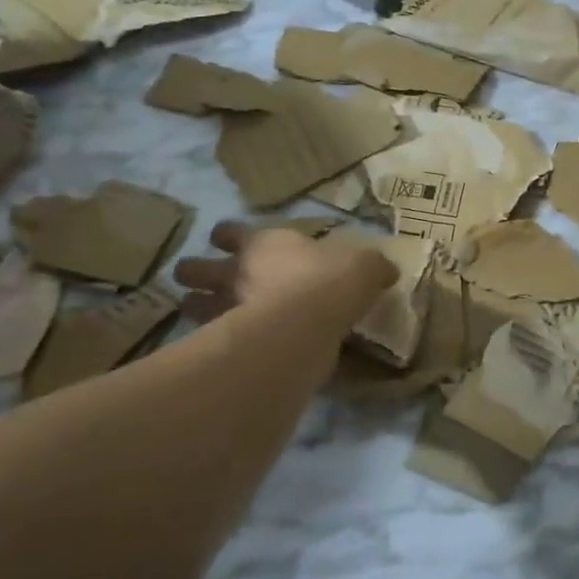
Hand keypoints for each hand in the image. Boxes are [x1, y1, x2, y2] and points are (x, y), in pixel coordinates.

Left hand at [173, 222, 396, 325]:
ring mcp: (227, 307)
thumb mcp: (365, 266)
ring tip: (199, 313)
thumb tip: (387, 270)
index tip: (228, 240)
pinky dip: (209, 341)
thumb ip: (371, 268)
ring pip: (191, 303)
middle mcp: (237, 271)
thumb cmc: (333, 279)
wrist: (311, 319)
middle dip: (193, 273)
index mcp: (264, 243)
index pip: (229, 231)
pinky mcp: (229, 341)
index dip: (227, 236)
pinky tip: (222, 346)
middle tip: (200, 281)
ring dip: (193, 306)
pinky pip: (208, 338)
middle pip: (195, 267)